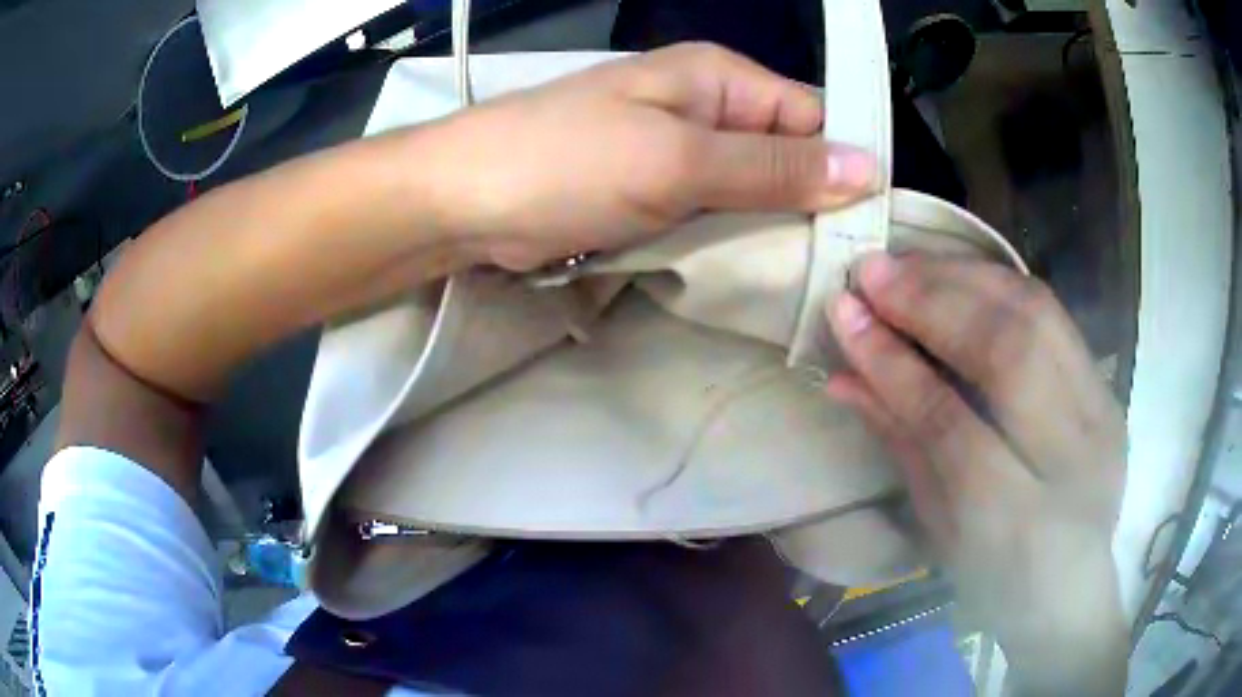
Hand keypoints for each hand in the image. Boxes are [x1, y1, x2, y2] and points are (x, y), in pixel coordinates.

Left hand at [411, 43, 877, 270]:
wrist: (465, 200)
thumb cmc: (567, 164)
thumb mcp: (679, 161)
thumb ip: (773, 166)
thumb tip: (867, 167)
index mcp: (720, 80)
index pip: (812, 118)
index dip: (842, 168)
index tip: (864, 230)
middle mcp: (706, 108)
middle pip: (785, 157)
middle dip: (809, 207)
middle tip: (835, 269)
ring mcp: (678, 152)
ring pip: (752, 190)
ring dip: (771, 230)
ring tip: (802, 280)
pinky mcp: (653, 191)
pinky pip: (713, 213)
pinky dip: (731, 241)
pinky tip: (749, 273)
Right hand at [824, 254, 1128, 693]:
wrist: (1071, 593)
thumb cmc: (993, 582)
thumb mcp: (938, 531)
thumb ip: (901, 444)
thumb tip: (843, 376)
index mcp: (1020, 525)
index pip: (952, 424)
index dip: (895, 364)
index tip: (845, 314)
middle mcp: (1075, 459)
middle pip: (1009, 352)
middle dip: (933, 302)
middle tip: (872, 271)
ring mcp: (1103, 414)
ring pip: (1039, 315)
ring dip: (965, 278)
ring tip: (908, 263)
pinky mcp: (1109, 388)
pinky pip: (1055, 315)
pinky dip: (999, 285)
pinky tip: (957, 274)